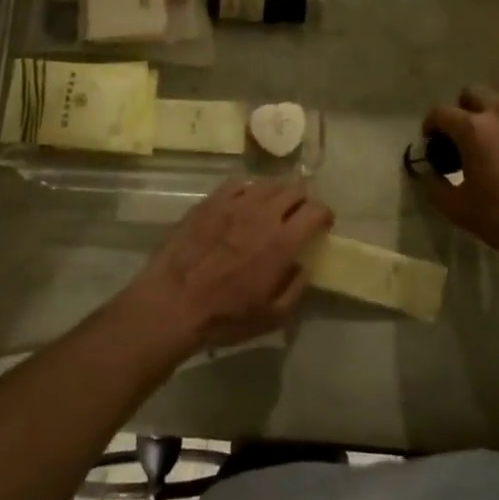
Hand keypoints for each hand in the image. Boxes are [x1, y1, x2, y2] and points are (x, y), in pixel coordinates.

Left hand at [119, 178, 330, 356]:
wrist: (174, 301)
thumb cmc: (225, 315)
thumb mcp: (273, 316)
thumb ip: (296, 287)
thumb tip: (303, 265)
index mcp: (282, 242)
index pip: (316, 210)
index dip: (325, 215)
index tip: (323, 225)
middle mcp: (262, 214)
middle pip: (294, 189)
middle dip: (303, 200)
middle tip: (299, 215)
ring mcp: (234, 203)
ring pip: (267, 183)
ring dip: (277, 193)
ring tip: (273, 208)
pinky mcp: (210, 201)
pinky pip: (238, 184)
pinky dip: (249, 191)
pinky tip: (244, 204)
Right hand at [417, 88, 498, 297]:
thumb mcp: (456, 209)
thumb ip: (433, 184)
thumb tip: (428, 171)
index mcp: (475, 129)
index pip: (440, 111)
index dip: (431, 125)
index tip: (433, 143)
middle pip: (474, 93)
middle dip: (462, 110)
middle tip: (464, 138)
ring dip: (493, 117)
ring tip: (497, 146)